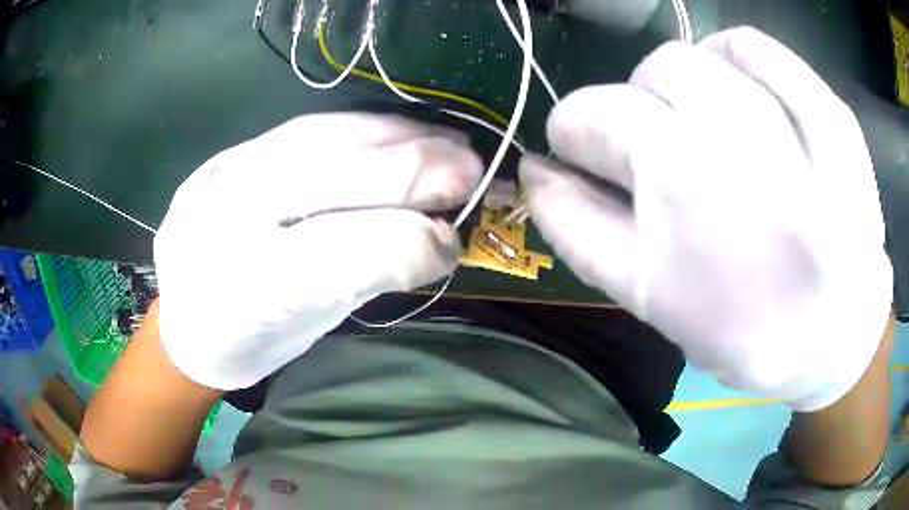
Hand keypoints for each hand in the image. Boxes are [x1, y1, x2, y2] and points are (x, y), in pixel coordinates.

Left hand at [154, 113, 481, 389]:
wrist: (182, 318)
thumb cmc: (248, 340)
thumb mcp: (307, 329)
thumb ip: (366, 277)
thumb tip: (436, 236)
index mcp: (247, 289)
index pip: (345, 252)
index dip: (412, 241)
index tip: (453, 243)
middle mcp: (229, 220)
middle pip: (337, 176)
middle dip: (418, 171)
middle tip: (473, 172)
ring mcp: (223, 175)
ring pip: (325, 137)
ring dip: (400, 136)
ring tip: (449, 142)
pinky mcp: (230, 153)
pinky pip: (309, 125)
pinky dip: (366, 125)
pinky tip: (401, 129)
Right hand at [520, 27, 892, 410]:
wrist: (837, 334)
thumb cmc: (744, 330)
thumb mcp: (650, 298)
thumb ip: (578, 228)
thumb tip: (534, 169)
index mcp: (685, 187)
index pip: (592, 114)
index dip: (577, 132)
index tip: (588, 155)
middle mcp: (741, 138)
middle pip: (653, 71)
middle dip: (641, 106)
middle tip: (663, 151)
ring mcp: (797, 118)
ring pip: (705, 54)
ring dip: (691, 85)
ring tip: (709, 127)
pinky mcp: (832, 113)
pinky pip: (763, 50)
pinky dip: (738, 59)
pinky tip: (747, 96)